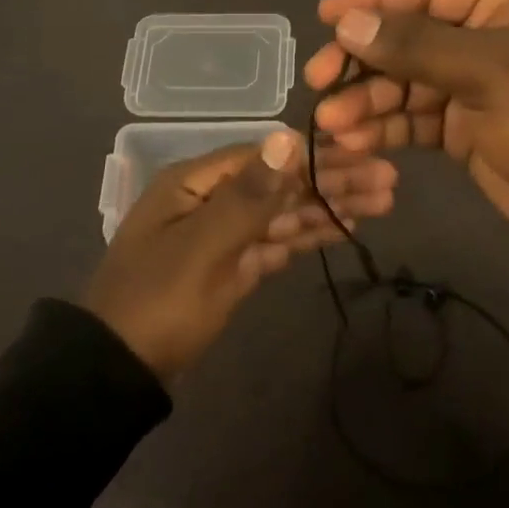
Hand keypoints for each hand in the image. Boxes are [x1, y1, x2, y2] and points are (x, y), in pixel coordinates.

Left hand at [85, 129, 397, 378]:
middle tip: (389, 182)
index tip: (365, 154)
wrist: (119, 370)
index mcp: (197, 183)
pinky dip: (307, 235)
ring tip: (382, 203)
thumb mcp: (203, 246)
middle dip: (334, 181)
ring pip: (284, 214)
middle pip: (282, 184)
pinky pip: (275, 243)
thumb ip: (249, 195)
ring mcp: (223, 235)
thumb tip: (287, 137)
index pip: (269, 157)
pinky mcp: (232, 268)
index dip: (318, 156)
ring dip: (329, 207)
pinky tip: (343, 229)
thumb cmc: (158, 301)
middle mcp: (212, 200)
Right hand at [303, 0, 508, 238]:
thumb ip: (414, 45)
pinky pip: (416, 118)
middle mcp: (488, 34)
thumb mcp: (489, 71)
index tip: (324, 14)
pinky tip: (355, 139)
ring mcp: (476, 83)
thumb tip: (347, 22)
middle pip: (409, 36)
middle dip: (363, 61)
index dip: (373, 0)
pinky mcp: (466, 127)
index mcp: (507, 1)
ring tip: (332, 124)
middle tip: (317, 79)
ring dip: (368, 100)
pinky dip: (387, 127)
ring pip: (406, 82)